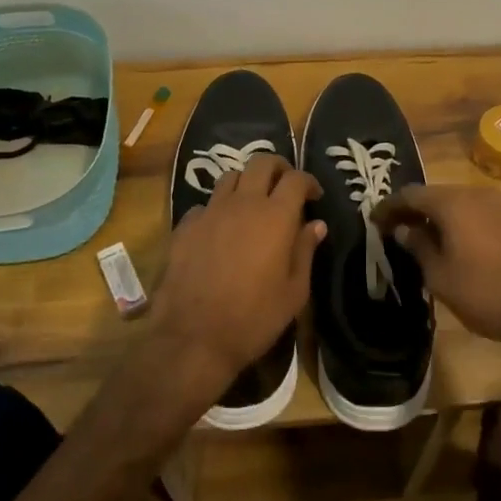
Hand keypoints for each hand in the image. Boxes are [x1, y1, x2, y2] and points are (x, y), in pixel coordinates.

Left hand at [151, 155, 323, 403]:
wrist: (193, 338)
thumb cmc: (253, 318)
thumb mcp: (294, 292)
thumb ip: (305, 251)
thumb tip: (316, 225)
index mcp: (275, 216)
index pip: (296, 178)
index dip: (308, 182)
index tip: (314, 196)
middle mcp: (243, 203)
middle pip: (261, 163)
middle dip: (278, 168)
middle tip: (284, 187)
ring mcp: (210, 212)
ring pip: (230, 177)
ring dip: (246, 183)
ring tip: (252, 203)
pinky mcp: (185, 226)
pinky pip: (205, 205)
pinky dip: (217, 209)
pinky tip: (220, 230)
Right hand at [374, 185, 500, 353]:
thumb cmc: (483, 292)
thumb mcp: (439, 275)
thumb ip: (418, 246)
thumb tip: (404, 229)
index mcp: (452, 203)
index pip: (410, 194)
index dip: (389, 207)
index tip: (374, 220)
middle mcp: (474, 194)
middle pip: (434, 195)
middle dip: (412, 210)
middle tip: (394, 229)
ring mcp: (498, 205)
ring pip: (456, 203)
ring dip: (436, 216)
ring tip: (419, 237)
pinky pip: (474, 213)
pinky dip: (457, 222)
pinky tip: (451, 243)